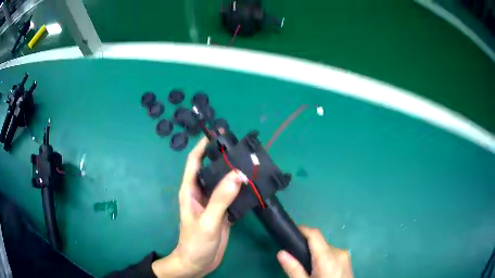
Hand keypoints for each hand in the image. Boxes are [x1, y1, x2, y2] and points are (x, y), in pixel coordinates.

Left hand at [152, 137, 241, 277]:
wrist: (198, 263)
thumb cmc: (195, 242)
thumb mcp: (207, 221)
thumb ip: (221, 199)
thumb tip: (237, 175)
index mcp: (190, 191)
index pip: (194, 162)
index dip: (202, 146)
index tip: (216, 135)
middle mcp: (201, 193)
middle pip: (212, 169)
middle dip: (223, 157)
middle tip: (241, 148)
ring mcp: (213, 203)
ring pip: (224, 182)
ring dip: (234, 173)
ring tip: (251, 163)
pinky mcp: (223, 212)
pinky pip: (232, 196)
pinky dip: (241, 190)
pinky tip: (253, 186)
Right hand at [277, 227, 352, 277]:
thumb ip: (294, 269)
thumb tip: (281, 253)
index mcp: (327, 258)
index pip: (315, 234)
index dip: (302, 230)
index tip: (290, 232)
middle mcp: (339, 252)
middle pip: (320, 243)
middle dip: (307, 248)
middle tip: (296, 261)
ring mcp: (345, 256)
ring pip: (326, 249)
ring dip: (316, 254)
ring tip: (308, 269)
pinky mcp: (348, 261)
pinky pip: (333, 254)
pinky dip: (324, 258)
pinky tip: (320, 271)